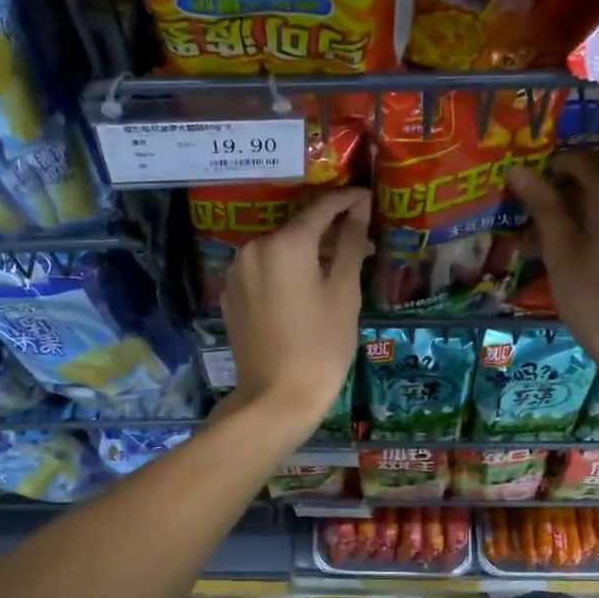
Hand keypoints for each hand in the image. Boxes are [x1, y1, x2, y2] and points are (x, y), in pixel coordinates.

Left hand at [221, 187, 371, 434]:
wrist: (276, 398)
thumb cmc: (321, 346)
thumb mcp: (344, 293)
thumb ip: (350, 244)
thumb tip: (359, 209)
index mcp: (284, 244)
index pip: (321, 208)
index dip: (347, 201)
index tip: (367, 199)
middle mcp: (254, 248)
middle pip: (297, 229)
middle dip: (329, 232)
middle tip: (360, 244)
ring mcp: (237, 272)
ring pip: (279, 250)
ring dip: (307, 252)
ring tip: (336, 269)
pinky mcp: (231, 294)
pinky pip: (263, 270)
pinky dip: (285, 271)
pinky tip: (305, 289)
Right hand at [507, 152, 598, 367]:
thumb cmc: (595, 297)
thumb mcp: (559, 250)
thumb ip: (541, 205)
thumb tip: (518, 170)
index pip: (576, 161)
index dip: (547, 172)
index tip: (525, 195)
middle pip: (598, 182)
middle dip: (566, 199)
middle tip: (537, 232)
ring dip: (587, 216)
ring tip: (562, 249)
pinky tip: (593, 257)